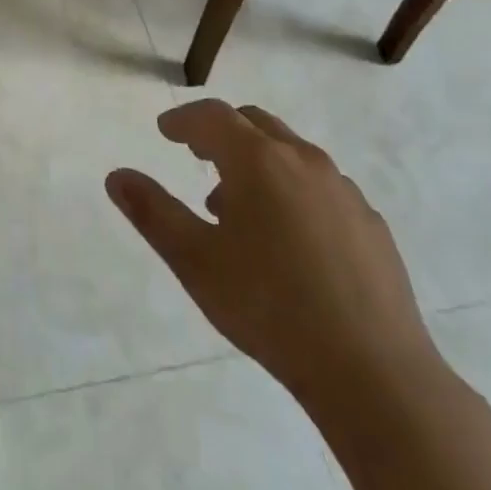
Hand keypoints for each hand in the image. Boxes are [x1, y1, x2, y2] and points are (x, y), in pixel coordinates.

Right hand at [106, 101, 439, 406]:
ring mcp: (344, 192)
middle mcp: (304, 161)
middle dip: (221, 133)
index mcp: (258, 161)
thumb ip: (152, 211)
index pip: (212, 116)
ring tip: (236, 208)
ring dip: (257, 163)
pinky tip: (287, 240)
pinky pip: (321, 187)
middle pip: (255, 123)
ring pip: (291, 154)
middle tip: (197, 157)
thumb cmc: (269, 306)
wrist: (373, 373)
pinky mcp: (371, 225)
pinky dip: (292, 190)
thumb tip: (117, 177)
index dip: (183, 120)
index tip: (165, 131)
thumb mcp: (194, 260)